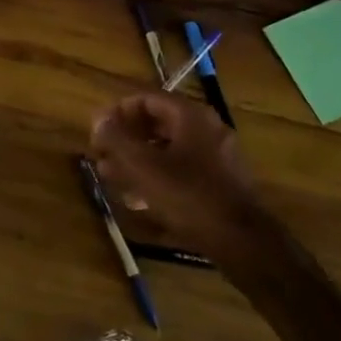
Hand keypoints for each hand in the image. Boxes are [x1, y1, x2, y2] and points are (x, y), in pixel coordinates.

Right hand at [89, 92, 272, 264]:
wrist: (242, 241)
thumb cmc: (189, 196)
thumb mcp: (144, 167)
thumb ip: (117, 139)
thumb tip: (98, 119)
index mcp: (190, 116)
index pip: (146, 99)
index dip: (117, 112)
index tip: (97, 132)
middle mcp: (206, 128)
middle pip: (157, 124)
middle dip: (126, 139)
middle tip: (102, 156)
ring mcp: (216, 156)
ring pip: (168, 149)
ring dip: (138, 160)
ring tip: (113, 178)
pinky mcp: (220, 182)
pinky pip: (182, 170)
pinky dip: (157, 177)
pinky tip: (139, 199)